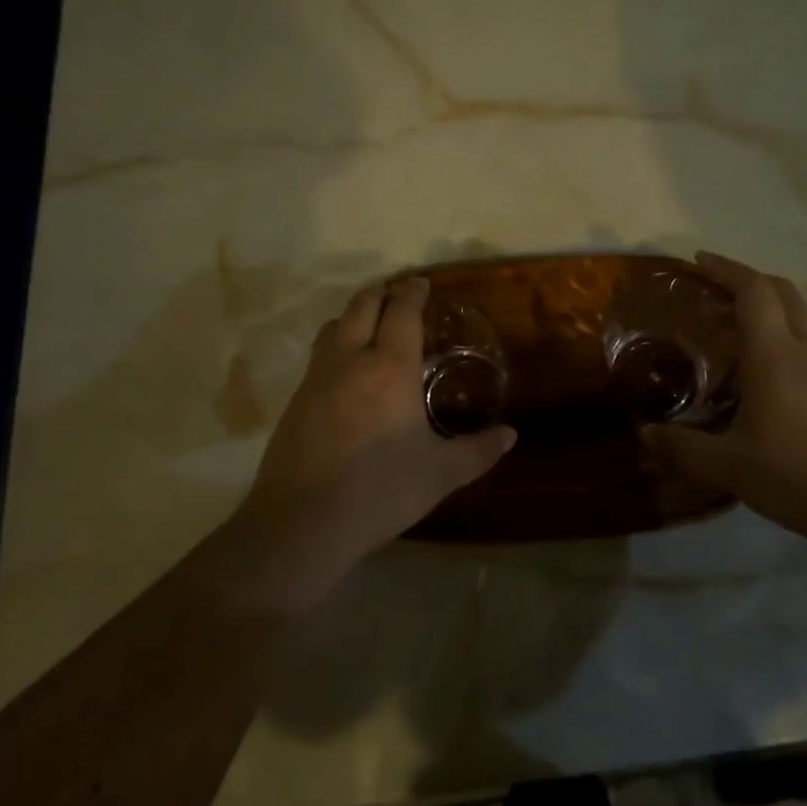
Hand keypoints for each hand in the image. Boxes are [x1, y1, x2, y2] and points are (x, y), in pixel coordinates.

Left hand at [240, 277, 515, 582]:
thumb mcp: (440, 474)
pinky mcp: (295, 400)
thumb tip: (511, 435)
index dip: (412, 292)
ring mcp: (317, 377)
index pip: (401, 311)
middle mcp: (350, 360)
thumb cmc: (380, 491)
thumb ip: (478, 451)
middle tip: (398, 295)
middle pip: (362, 305)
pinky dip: (335, 345)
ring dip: (353, 315)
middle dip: (381, 293)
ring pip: (333, 325)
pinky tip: (345, 373)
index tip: (421, 283)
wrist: (302, 522)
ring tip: (369, 327)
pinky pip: (318, 355)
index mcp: (390, 367)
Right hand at [644, 252, 806, 541]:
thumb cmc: (800, 477)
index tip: (699, 262)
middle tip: (713, 294)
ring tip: (736, 344)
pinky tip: (775, 389)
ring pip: (801, 321)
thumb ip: (684, 447)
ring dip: (769, 316)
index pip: (754, 289)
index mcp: (776, 355)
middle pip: (782, 292)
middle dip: (747, 281)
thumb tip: (645, 434)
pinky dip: (788, 347)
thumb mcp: (731, 467)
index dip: (726, 268)